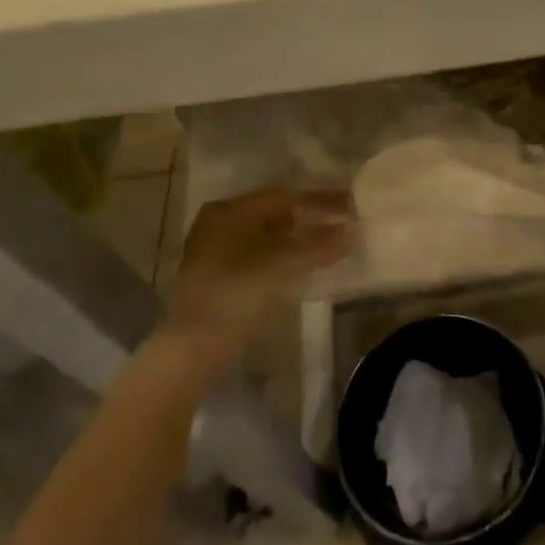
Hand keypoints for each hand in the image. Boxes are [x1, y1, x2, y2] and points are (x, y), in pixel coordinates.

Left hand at [167, 189, 354, 346]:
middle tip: (339, 225)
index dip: (319, 200)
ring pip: (266, 236)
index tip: (348, 207)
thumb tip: (352, 230)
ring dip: (296, 240)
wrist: (192, 348)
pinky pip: (258, 256)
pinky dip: (282, 257)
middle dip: (308, 218)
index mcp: (228, 210)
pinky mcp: (217, 278)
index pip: (283, 196)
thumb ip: (319, 245)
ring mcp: (213, 252)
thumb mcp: (282, 265)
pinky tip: (300, 268)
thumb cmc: (235, 293)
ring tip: (326, 247)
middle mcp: (218, 223)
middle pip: (273, 214)